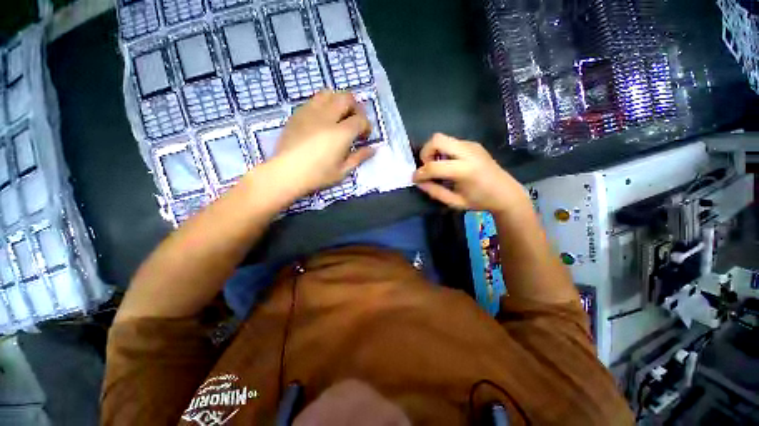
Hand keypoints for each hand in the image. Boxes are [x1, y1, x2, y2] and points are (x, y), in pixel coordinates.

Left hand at [270, 90, 374, 195]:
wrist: (286, 173)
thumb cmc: (317, 175)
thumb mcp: (343, 171)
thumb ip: (359, 157)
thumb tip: (373, 149)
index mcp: (341, 133)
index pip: (360, 119)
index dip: (366, 126)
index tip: (364, 136)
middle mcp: (327, 116)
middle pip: (347, 98)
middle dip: (355, 108)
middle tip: (354, 122)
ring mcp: (310, 112)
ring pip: (329, 93)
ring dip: (339, 101)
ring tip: (339, 116)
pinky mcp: (298, 113)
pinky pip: (314, 100)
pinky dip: (324, 104)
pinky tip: (322, 119)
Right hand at [413, 134, 527, 212]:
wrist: (506, 193)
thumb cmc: (480, 201)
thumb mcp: (454, 202)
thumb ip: (435, 191)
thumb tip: (419, 182)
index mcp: (465, 170)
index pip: (434, 166)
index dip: (420, 173)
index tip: (415, 179)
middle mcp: (468, 152)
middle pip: (437, 140)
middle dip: (425, 153)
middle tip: (427, 167)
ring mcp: (472, 145)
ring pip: (443, 138)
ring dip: (434, 151)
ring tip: (437, 166)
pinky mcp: (473, 144)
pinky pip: (451, 142)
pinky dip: (443, 151)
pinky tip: (448, 164)